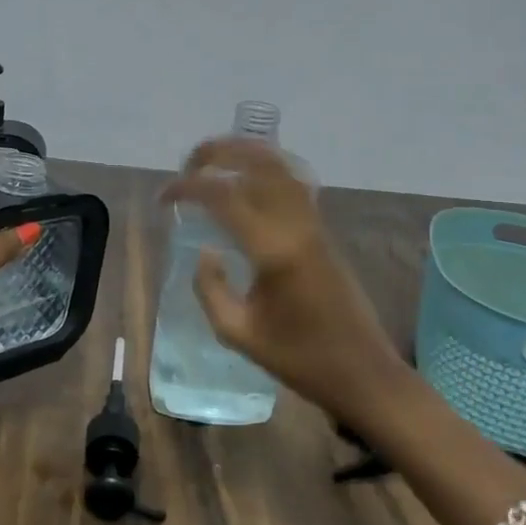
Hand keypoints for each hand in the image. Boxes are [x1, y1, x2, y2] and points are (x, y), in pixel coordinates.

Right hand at [163, 137, 411, 423]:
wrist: (362, 371)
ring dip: (244, 155)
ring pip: (280, 167)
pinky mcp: (323, 232)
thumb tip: (206, 253)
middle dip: (218, 153)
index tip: (163, 199)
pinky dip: (264, 171)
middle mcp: (297, 225)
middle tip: (187, 165)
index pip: (224, 196)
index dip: (188, 188)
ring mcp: (314, 225)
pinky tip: (245, 184)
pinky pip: (293, 184)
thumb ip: (210, 288)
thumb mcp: (238, 333)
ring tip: (212, 163)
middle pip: (259, 163)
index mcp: (274, 250)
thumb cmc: (299, 358)